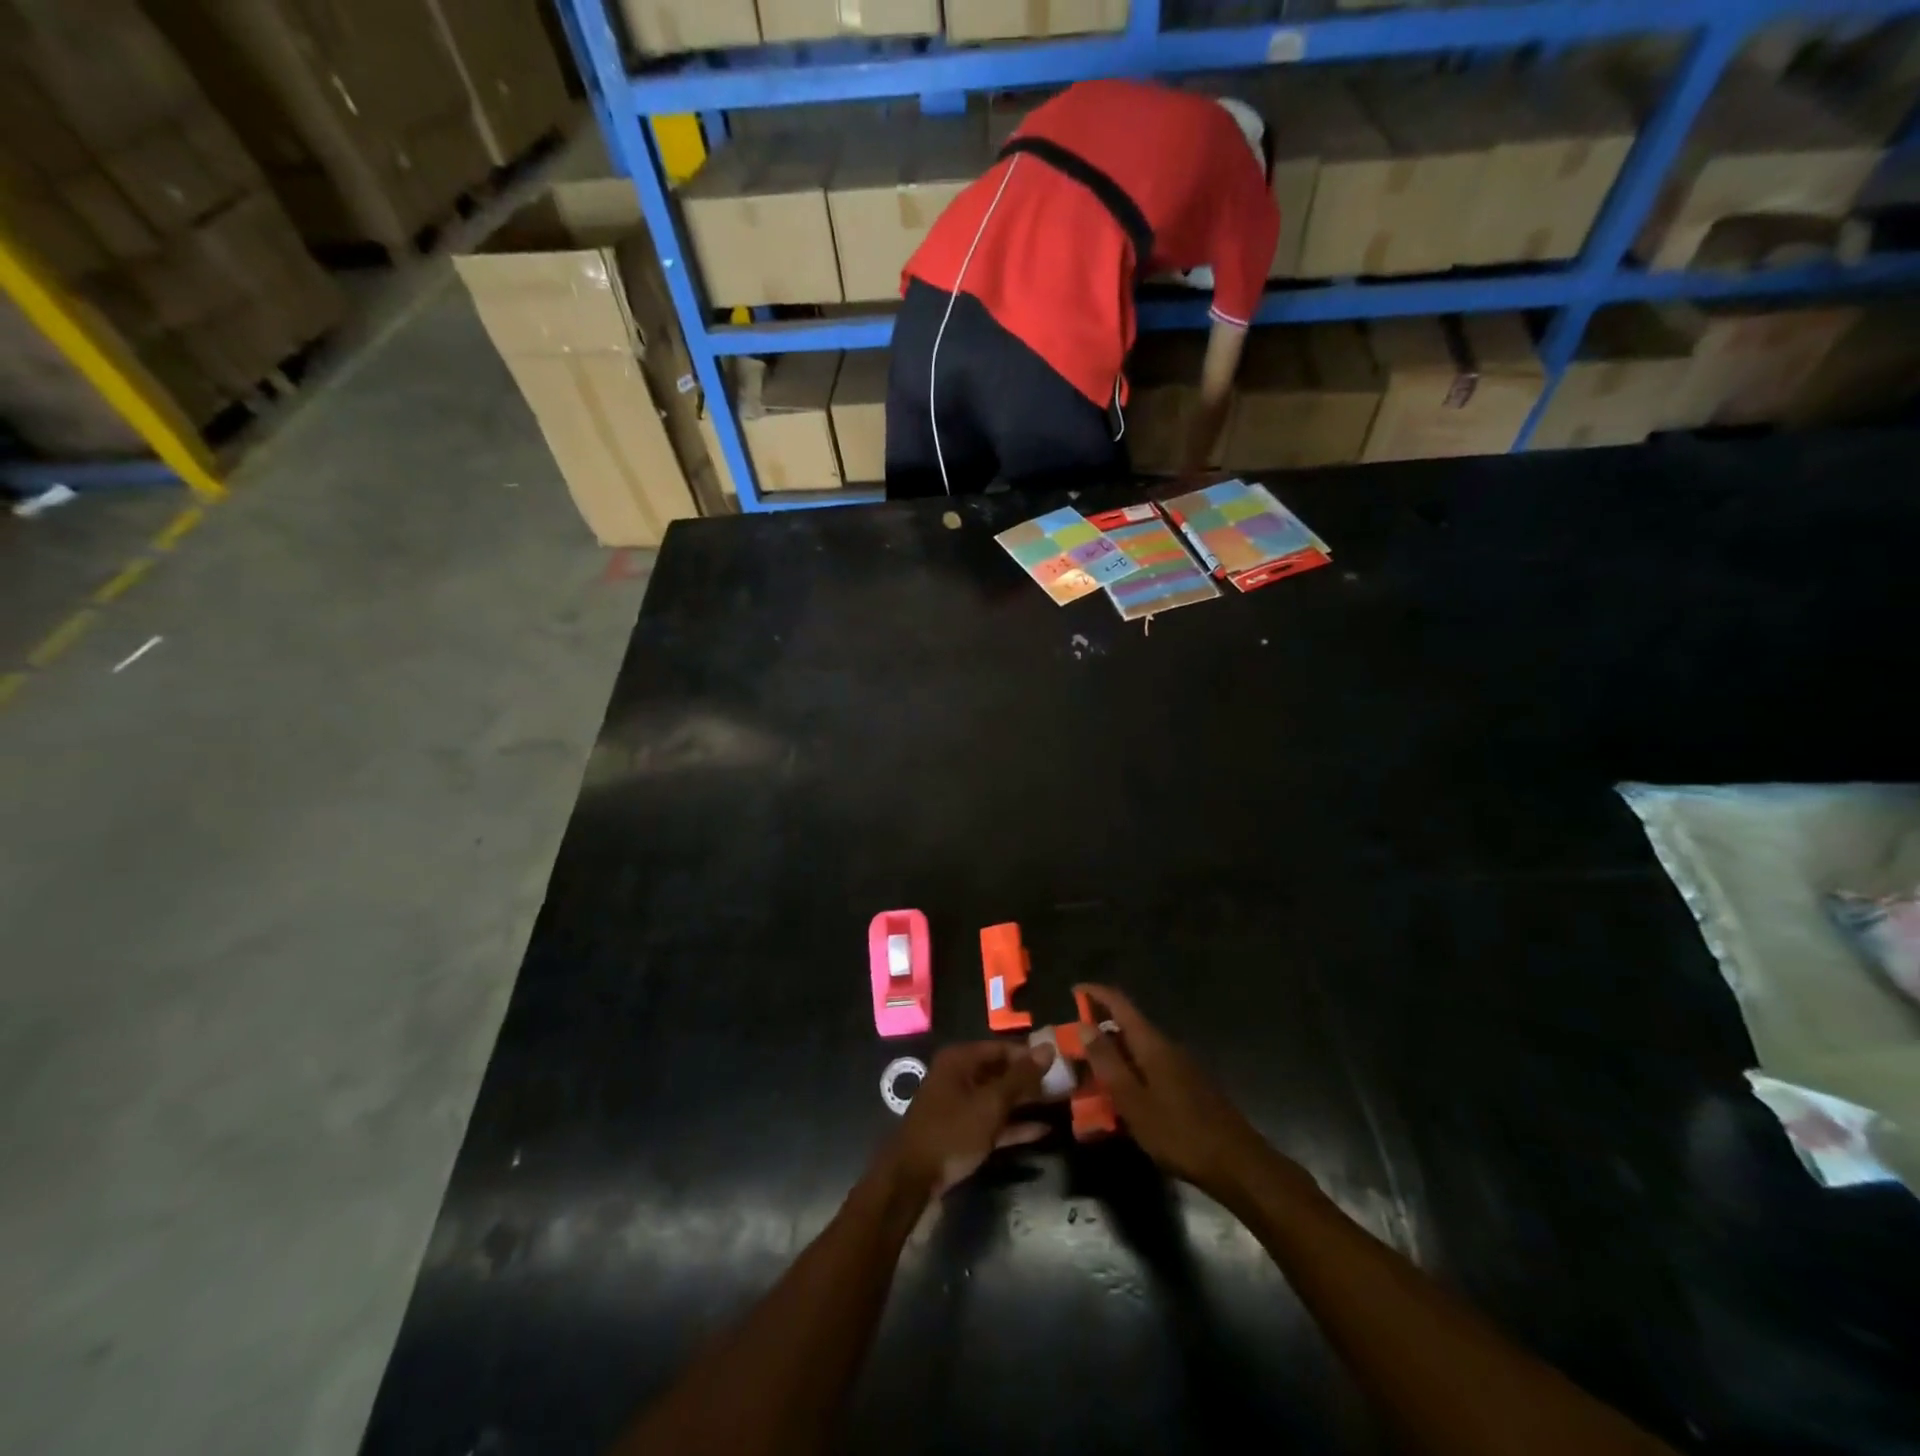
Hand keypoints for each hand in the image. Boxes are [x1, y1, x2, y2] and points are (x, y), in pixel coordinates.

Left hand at [880, 1041, 1051, 1199]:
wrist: (912, 1178)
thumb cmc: (952, 1131)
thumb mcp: (991, 1104)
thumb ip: (1020, 1077)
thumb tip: (1048, 1048)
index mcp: (961, 1060)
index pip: (1003, 1048)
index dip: (1031, 1055)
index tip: (1060, 1062)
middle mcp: (959, 1075)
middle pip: (1001, 1072)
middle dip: (1031, 1080)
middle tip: (1065, 1084)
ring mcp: (960, 1104)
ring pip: (999, 1097)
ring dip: (1026, 1102)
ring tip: (1060, 1104)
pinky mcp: (963, 1130)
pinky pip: (993, 1120)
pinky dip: (1014, 1125)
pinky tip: (1042, 1131)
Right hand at [1076, 983, 1283, 1201]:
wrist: (1237, 1164)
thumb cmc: (1179, 1133)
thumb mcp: (1133, 1101)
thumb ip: (1107, 1062)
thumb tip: (1084, 1026)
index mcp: (1152, 1044)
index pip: (1120, 1003)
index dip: (1096, 992)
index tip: (1074, 990)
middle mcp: (1167, 1046)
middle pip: (1128, 1026)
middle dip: (1100, 1030)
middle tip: (1074, 1047)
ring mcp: (1181, 1066)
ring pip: (1139, 1049)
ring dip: (1114, 1055)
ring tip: (1092, 1076)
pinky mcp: (1189, 1085)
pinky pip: (1150, 1067)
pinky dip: (1130, 1072)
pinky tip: (1123, 1098)